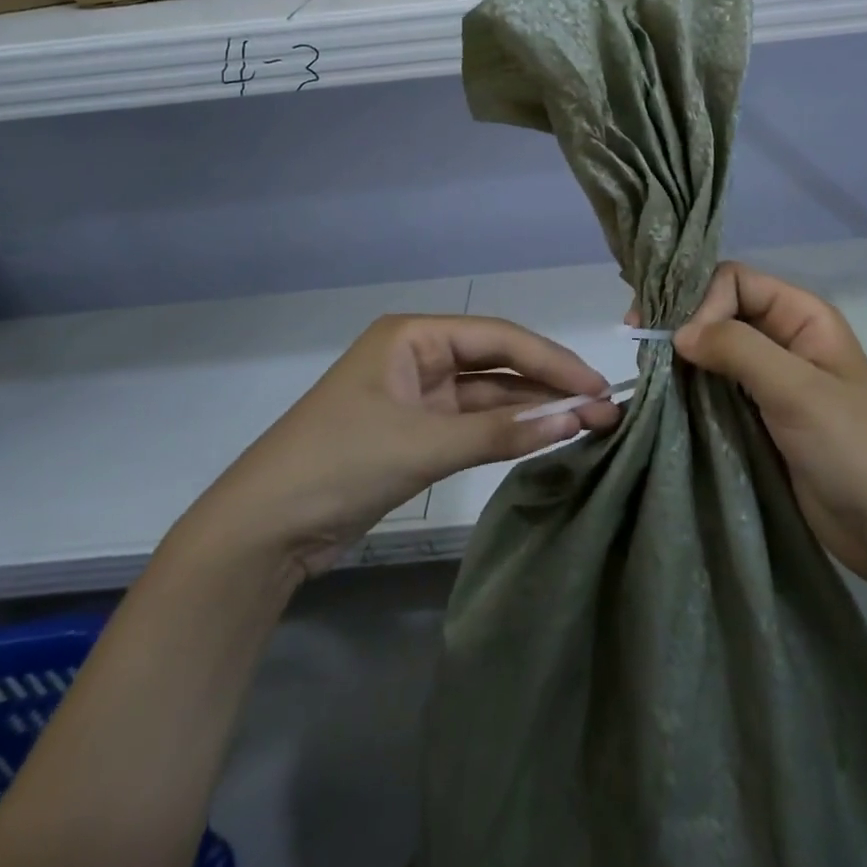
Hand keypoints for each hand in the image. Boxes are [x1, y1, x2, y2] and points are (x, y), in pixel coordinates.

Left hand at [184, 315, 618, 579]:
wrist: (262, 530)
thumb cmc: (340, 463)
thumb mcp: (424, 444)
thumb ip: (500, 432)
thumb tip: (575, 418)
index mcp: (413, 336)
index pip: (498, 337)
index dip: (551, 359)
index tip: (597, 384)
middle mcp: (418, 357)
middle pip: (497, 363)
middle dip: (548, 384)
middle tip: (603, 406)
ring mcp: (418, 397)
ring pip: (489, 396)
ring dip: (532, 409)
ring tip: (588, 422)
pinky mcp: (416, 434)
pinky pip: (473, 425)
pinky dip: (506, 432)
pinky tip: (545, 437)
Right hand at [673, 263, 866, 585]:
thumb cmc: (853, 449)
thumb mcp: (798, 390)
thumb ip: (738, 349)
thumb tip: (677, 332)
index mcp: (802, 315)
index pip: (735, 281)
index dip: (702, 300)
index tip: (678, 340)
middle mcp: (783, 337)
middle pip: (720, 308)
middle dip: (682, 321)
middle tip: (641, 344)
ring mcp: (769, 378)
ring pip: (713, 348)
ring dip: (681, 356)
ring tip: (647, 372)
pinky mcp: (757, 414)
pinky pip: (714, 386)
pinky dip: (689, 386)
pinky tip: (664, 395)